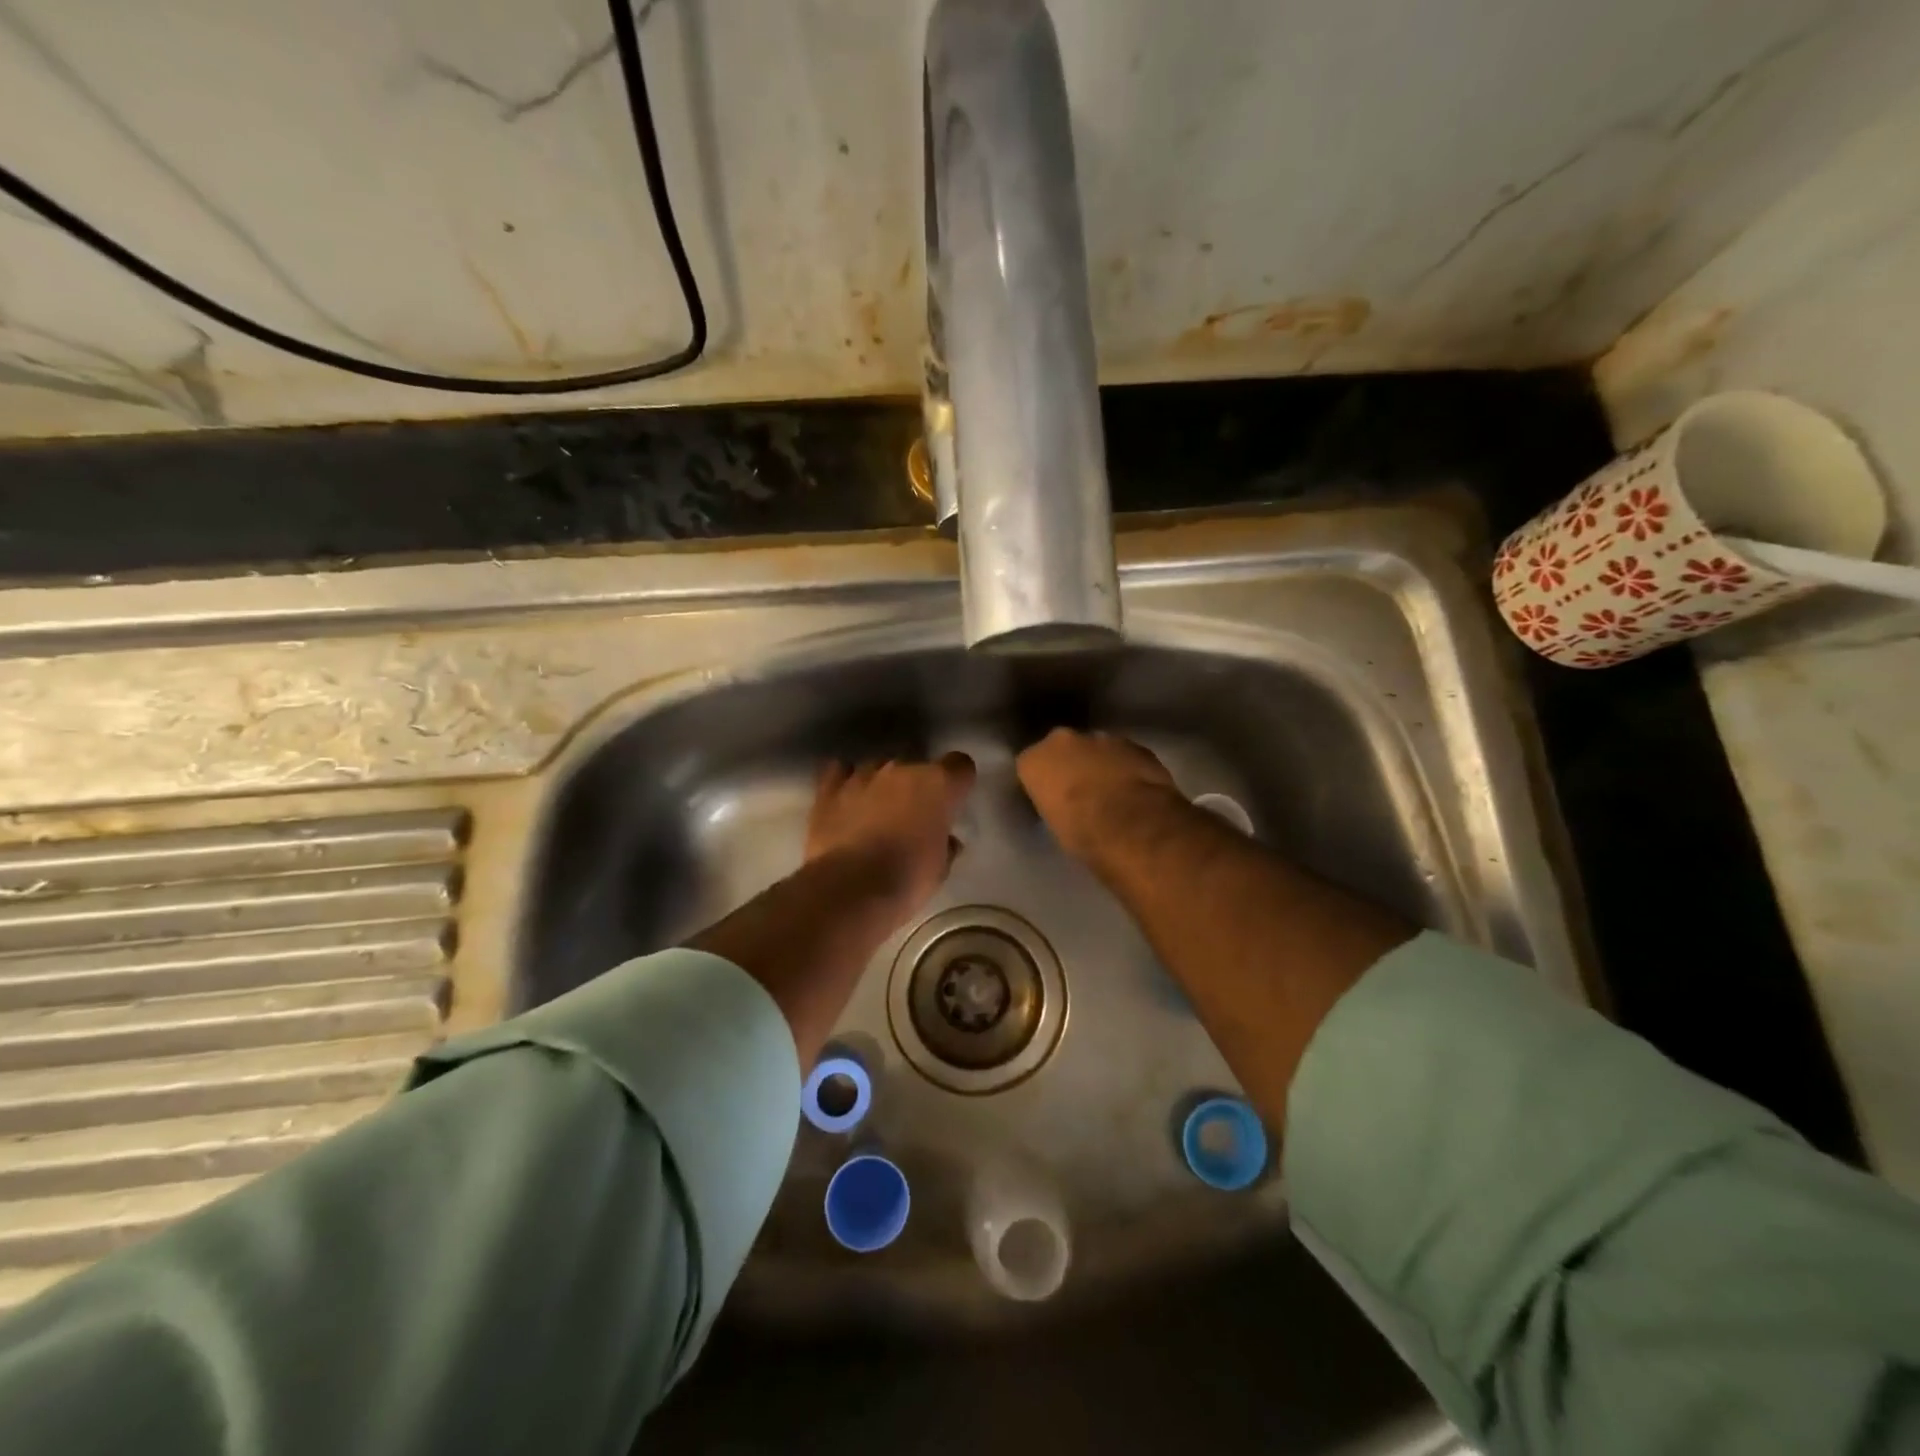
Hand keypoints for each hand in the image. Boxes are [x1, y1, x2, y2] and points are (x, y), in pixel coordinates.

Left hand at [806, 754, 976, 921]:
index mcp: (937, 784)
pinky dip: (845, 781)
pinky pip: (840, 771)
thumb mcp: (939, 869)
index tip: (952, 804)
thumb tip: (945, 840)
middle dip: (917, 786)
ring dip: (882, 785)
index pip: (960, 764)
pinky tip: (846, 799)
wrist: (849, 890)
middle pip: (917, 765)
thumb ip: (945, 844)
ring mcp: (863, 774)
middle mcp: (901, 768)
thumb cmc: (906, 880)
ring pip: (879, 766)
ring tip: (876, 813)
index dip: (958, 783)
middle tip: (913, 817)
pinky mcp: (829, 788)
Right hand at [1016, 728, 1182, 863]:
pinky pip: (1123, 755)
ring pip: (1094, 749)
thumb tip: (1063, 807)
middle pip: (1062, 751)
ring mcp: (1101, 738)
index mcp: (1034, 761)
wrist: (1134, 824)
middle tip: (1079, 794)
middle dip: (1069, 766)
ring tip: (1110, 793)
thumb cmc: (1083, 833)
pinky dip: (1125, 768)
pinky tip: (1133, 790)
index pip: (1029, 768)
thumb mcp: (1054, 826)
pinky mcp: (1134, 744)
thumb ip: (1053, 805)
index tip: (1050, 801)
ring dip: (1098, 765)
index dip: (1041, 785)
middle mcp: (1062, 741)